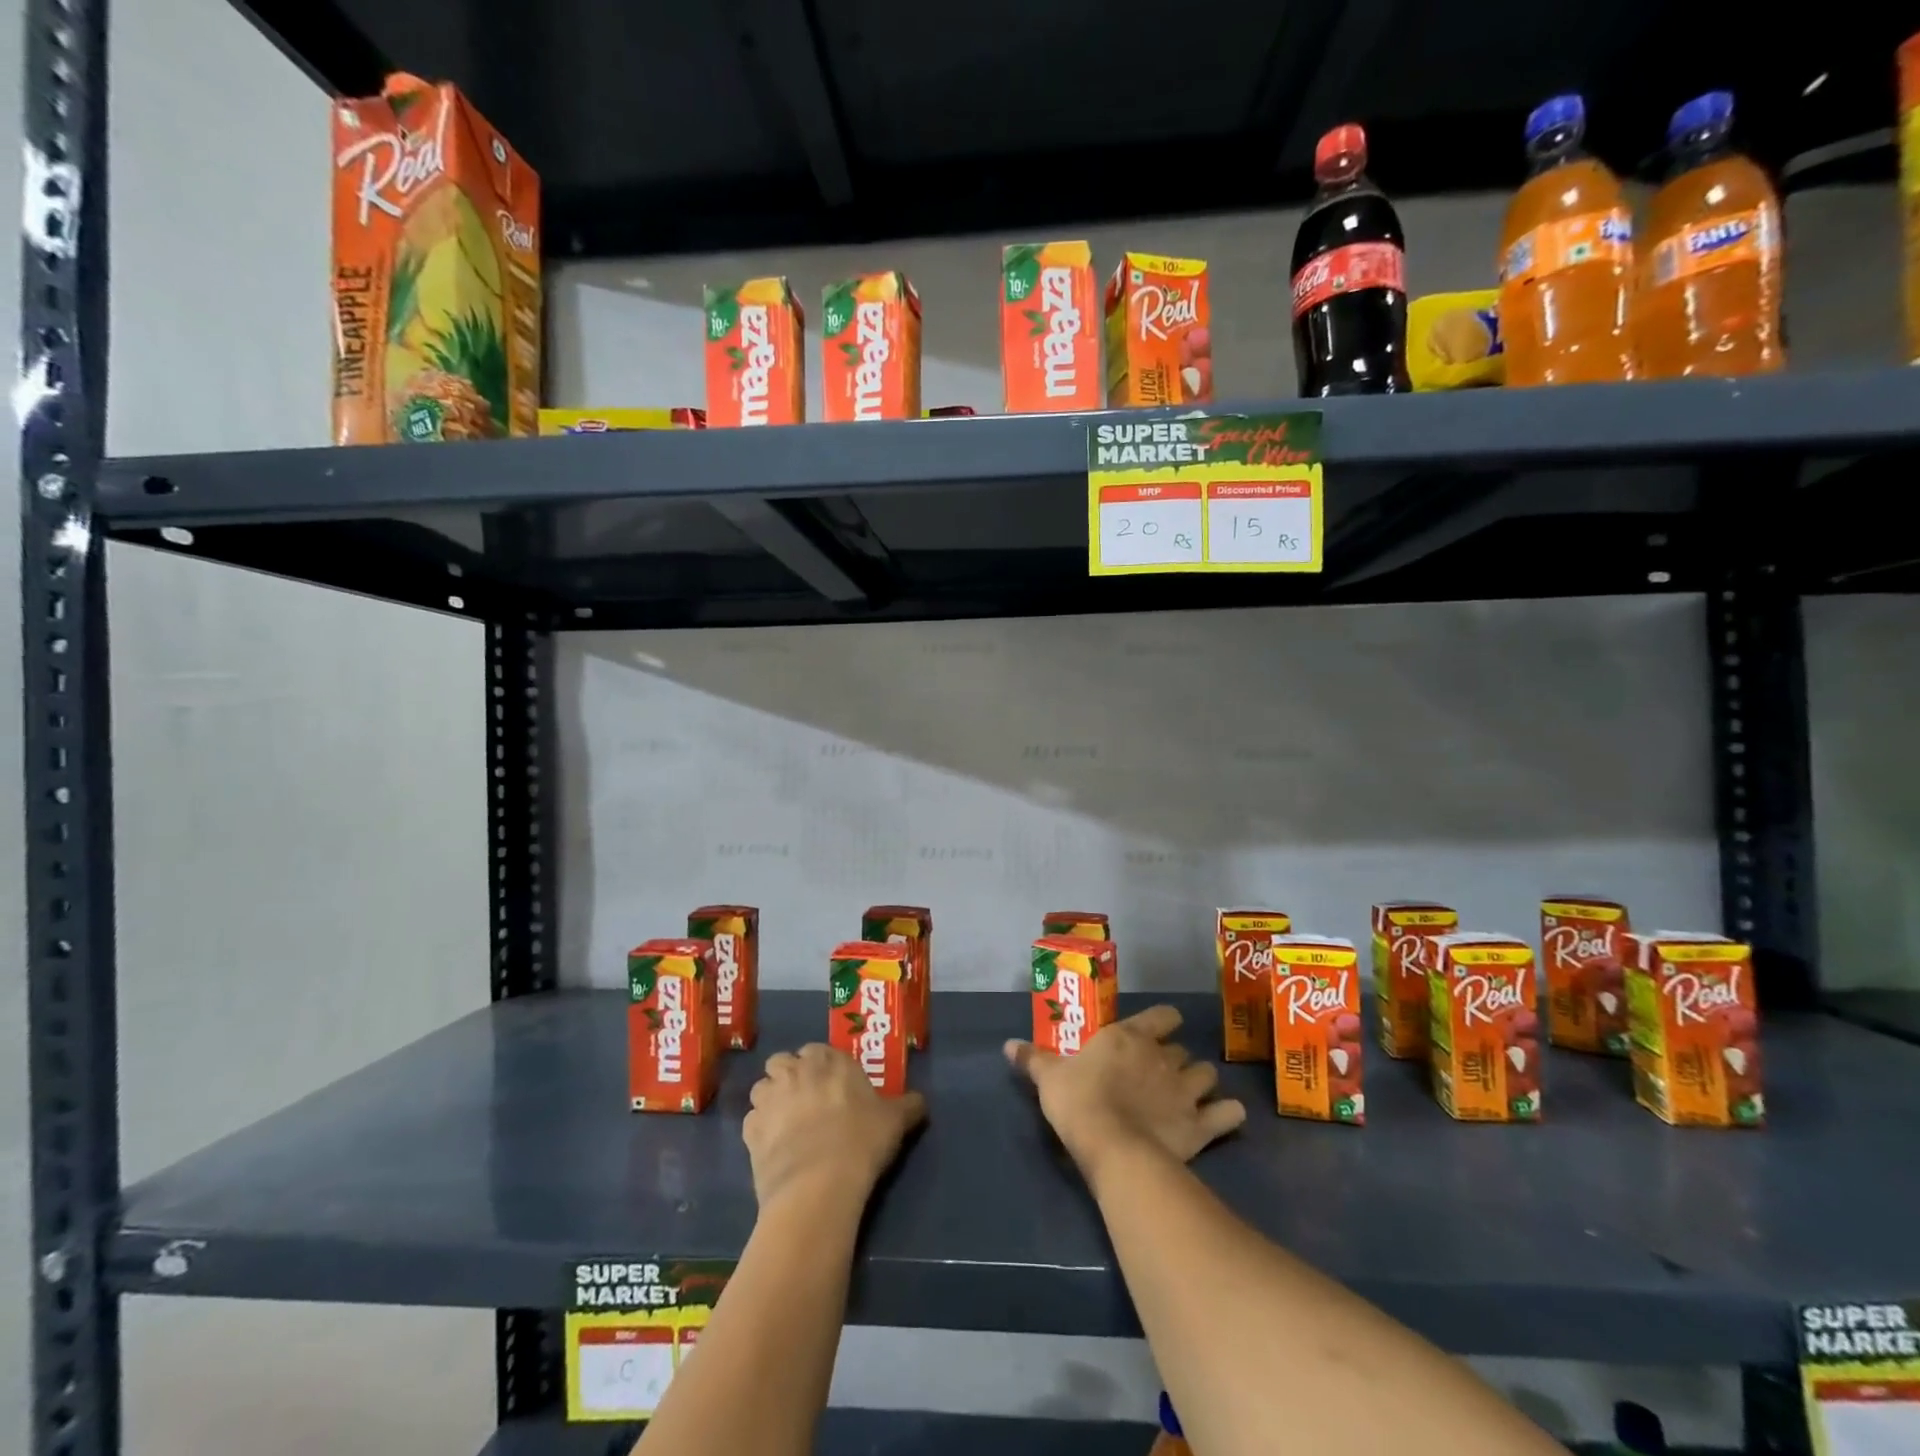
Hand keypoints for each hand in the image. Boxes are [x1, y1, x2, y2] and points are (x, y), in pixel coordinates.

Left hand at [744, 1043, 926, 1211]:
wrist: (819, 1184)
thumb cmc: (861, 1141)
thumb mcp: (895, 1121)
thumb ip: (908, 1105)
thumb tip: (920, 1102)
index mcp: (829, 1059)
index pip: (818, 1049)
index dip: (822, 1066)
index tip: (832, 1085)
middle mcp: (795, 1070)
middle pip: (783, 1062)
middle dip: (790, 1076)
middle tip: (806, 1101)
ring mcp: (769, 1099)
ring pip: (762, 1088)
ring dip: (771, 1100)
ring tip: (787, 1124)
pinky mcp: (749, 1131)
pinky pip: (752, 1122)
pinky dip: (760, 1131)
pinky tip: (774, 1149)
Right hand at [1005, 1005, 1244, 1183]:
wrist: (1113, 1147)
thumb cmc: (1078, 1102)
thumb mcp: (1050, 1078)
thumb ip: (1034, 1059)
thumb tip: (1008, 1045)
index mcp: (1130, 1037)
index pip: (1163, 1016)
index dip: (1164, 1022)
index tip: (1158, 1031)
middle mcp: (1163, 1057)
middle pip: (1182, 1049)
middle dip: (1175, 1058)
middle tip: (1161, 1074)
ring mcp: (1186, 1090)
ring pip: (1207, 1075)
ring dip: (1201, 1082)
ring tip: (1190, 1095)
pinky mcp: (1201, 1125)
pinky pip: (1228, 1114)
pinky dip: (1229, 1115)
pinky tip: (1223, 1119)